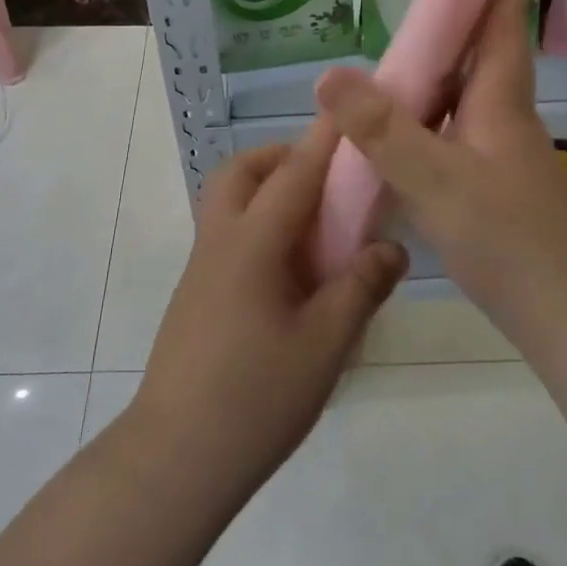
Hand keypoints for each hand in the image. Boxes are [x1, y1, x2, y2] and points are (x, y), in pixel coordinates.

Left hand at [131, 122, 407, 501]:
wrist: (174, 459)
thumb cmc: (255, 398)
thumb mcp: (325, 344)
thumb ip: (361, 287)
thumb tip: (392, 248)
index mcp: (252, 243)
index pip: (295, 172)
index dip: (325, 138)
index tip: (348, 106)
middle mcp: (221, 241)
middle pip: (242, 172)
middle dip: (283, 157)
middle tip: (327, 179)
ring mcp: (202, 268)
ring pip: (228, 200)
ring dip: (266, 189)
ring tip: (314, 225)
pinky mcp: (196, 295)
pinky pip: (228, 234)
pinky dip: (258, 224)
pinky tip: (290, 271)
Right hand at [314, 0, 566, 323]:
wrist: (558, 309)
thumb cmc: (506, 236)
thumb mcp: (435, 180)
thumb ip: (382, 130)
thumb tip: (329, 74)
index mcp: (500, 95)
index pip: (501, 16)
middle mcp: (503, 109)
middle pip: (482, 44)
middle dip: (457, 9)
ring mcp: (498, 144)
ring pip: (465, 86)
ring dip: (438, 60)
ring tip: (393, 48)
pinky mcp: (488, 173)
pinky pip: (453, 122)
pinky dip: (427, 108)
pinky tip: (396, 121)